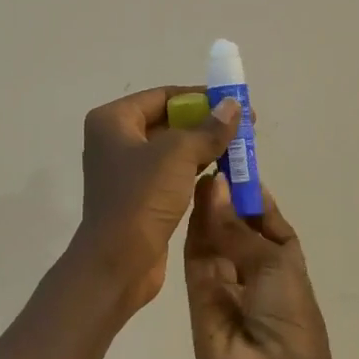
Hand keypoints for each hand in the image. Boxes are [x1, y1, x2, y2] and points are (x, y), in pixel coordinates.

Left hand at [74, 87, 239, 313]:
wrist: (117, 263)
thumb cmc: (141, 199)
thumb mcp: (178, 155)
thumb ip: (208, 129)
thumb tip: (233, 105)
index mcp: (113, 121)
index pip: (163, 96)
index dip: (200, 97)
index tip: (234, 103)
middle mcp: (115, 142)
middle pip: (169, 121)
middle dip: (206, 124)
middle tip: (245, 127)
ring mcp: (127, 172)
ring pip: (173, 150)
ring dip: (205, 148)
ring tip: (242, 150)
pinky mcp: (140, 198)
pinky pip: (173, 175)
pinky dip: (196, 171)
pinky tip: (224, 174)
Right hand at [183, 176, 335, 358]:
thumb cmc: (288, 317)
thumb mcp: (274, 264)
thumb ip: (237, 227)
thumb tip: (215, 186)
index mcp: (285, 260)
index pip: (266, 218)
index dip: (251, 192)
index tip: (233, 161)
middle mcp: (254, 268)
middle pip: (236, 225)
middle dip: (226, 197)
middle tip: (206, 159)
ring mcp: (225, 283)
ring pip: (213, 238)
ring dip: (208, 210)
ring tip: (194, 172)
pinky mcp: (197, 296)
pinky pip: (195, 258)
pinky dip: (192, 232)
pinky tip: (187, 202)